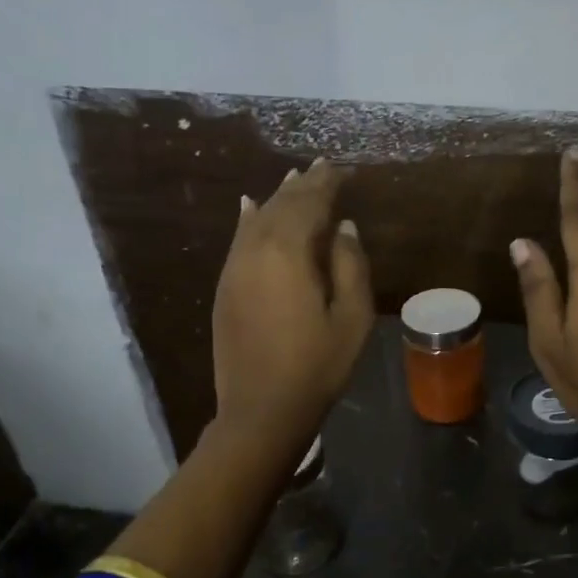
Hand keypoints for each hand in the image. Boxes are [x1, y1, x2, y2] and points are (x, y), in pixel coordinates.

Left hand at [212, 159, 374, 460]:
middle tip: (322, 168)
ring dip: (277, 198)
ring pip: (256, 219)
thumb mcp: (352, 318)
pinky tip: (250, 207)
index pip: (310, 203)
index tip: (343, 169)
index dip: (327, 183)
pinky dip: (248, 219)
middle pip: (281, 206)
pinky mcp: (225, 287)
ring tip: (294, 180)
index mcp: (288, 252)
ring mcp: (234, 267)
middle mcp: (255, 249)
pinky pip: (238, 239)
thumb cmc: (317, 367)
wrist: (261, 410)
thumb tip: (344, 227)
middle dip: (303, 186)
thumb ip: (351, 266)